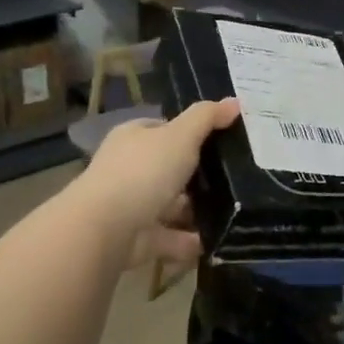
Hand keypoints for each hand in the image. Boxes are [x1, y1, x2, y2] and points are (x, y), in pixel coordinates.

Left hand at [77, 99, 240, 268]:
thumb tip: (235, 101)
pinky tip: (213, 242)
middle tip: (231, 179)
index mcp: (133, 138)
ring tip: (228, 213)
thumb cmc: (144, 171)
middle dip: (195, 177)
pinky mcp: (134, 238)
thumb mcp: (181, 135)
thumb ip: (207, 118)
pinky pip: (168, 237)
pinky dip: (188, 241)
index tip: (221, 142)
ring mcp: (129, 205)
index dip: (189, 133)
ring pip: (168, 205)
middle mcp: (127, 169)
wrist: (107, 228)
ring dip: (194, 211)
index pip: (163, 130)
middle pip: (166, 169)